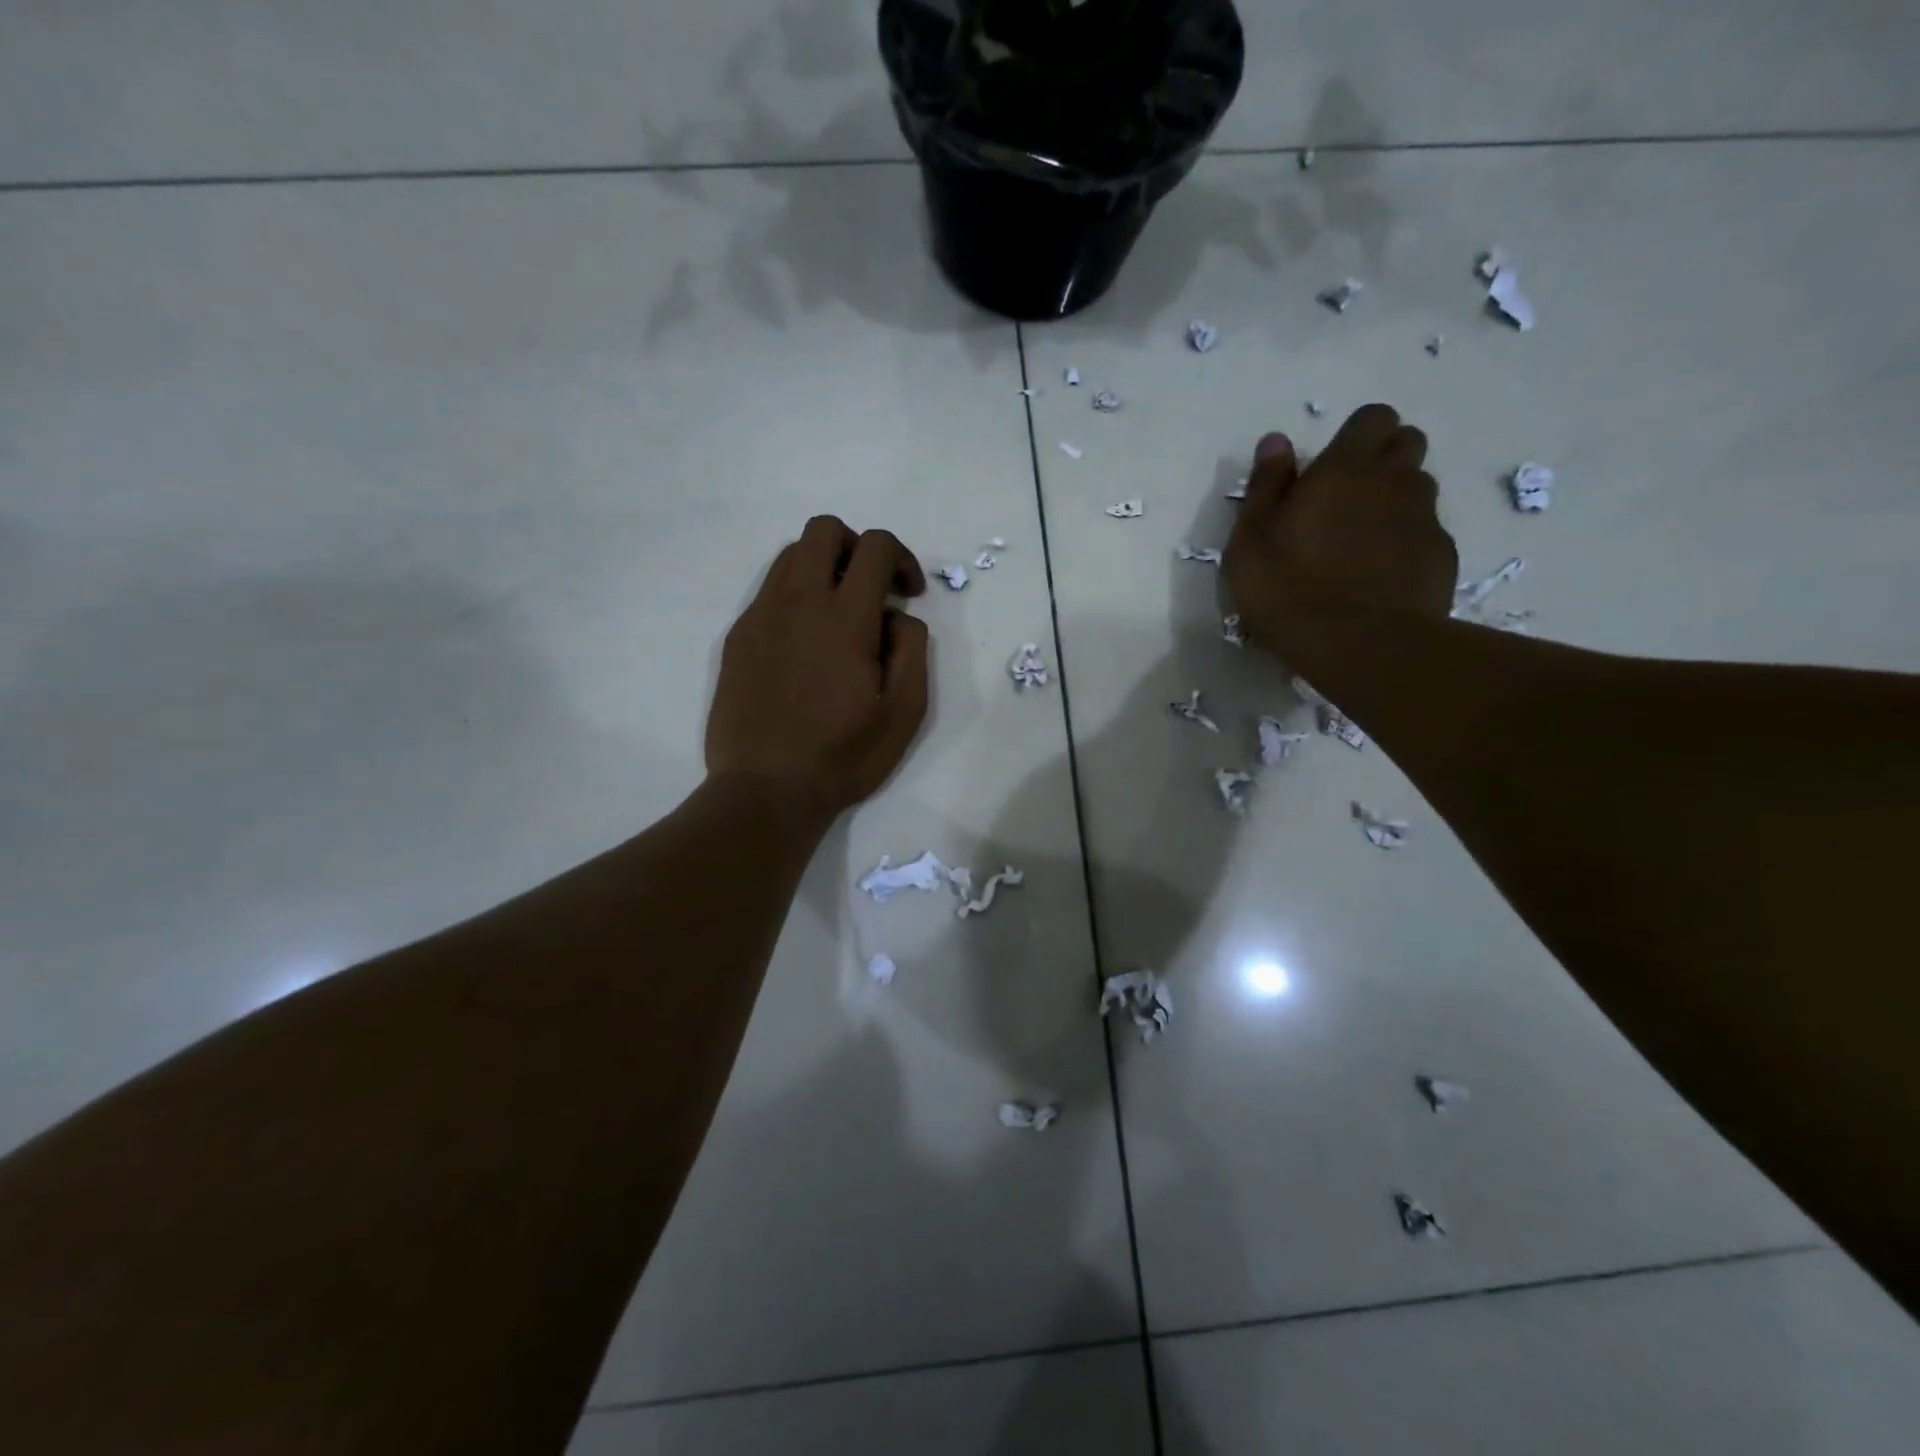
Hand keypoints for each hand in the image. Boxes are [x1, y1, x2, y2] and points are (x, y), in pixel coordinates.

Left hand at [706, 516, 929, 821]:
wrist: (765, 790)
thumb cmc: (843, 756)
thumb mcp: (905, 711)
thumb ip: (912, 648)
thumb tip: (897, 616)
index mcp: (844, 618)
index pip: (876, 546)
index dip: (903, 559)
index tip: (909, 595)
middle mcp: (797, 602)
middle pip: (824, 530)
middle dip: (858, 547)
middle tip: (872, 592)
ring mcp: (760, 617)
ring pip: (790, 556)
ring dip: (823, 568)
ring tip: (838, 616)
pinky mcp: (738, 638)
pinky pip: (768, 592)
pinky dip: (795, 597)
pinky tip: (805, 645)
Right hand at [1224, 404, 1458, 653]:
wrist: (1358, 645)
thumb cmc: (1289, 590)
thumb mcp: (1250, 540)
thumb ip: (1265, 486)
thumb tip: (1276, 441)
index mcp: (1345, 469)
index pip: (1372, 418)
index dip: (1356, 436)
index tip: (1330, 467)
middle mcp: (1394, 481)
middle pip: (1406, 443)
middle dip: (1383, 459)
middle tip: (1347, 499)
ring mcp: (1425, 518)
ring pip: (1419, 488)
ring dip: (1395, 501)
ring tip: (1362, 543)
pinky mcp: (1441, 555)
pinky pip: (1426, 533)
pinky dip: (1407, 543)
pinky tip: (1381, 576)